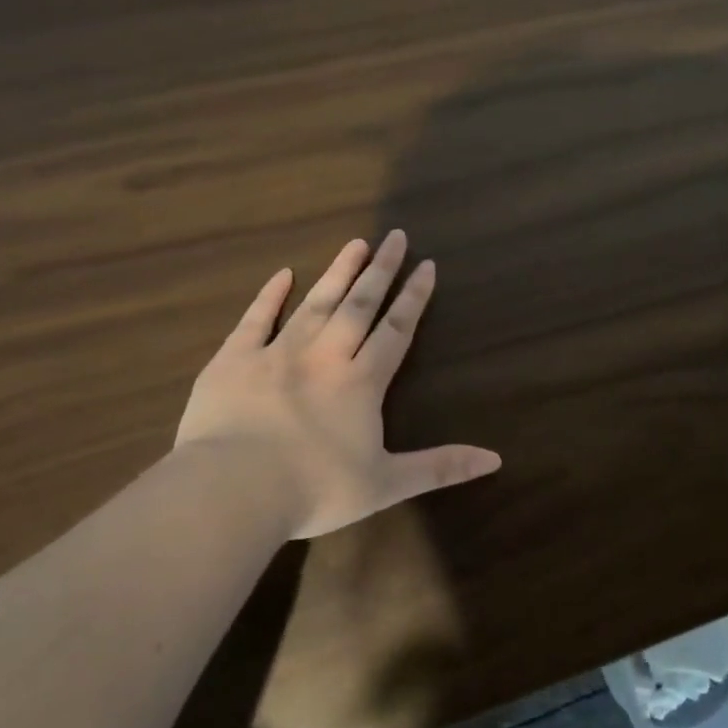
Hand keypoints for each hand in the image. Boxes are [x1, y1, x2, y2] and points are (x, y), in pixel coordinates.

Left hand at [175, 230, 501, 538]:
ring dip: (338, 272)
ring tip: (356, 243)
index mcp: (361, 382)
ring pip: (316, 302)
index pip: (396, 329)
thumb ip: (440, 467)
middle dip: (381, 270)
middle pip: (360, 304)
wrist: (233, 491)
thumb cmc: (314, 489)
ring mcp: (277, 352)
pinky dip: (270, 295)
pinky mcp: (234, 359)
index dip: (414, 297)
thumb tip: (495, 459)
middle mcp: (325, 355)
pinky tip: (283, 274)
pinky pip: (256, 318)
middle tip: (395, 236)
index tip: (427, 265)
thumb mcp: (386, 484)